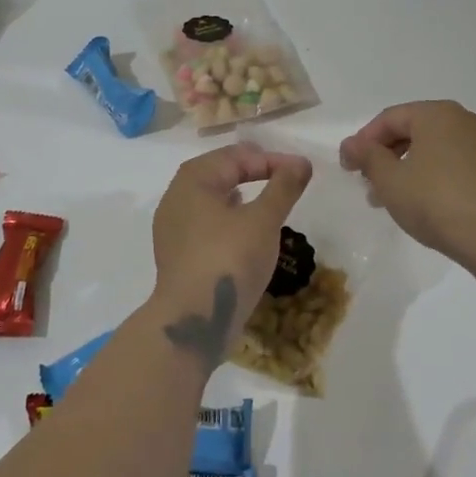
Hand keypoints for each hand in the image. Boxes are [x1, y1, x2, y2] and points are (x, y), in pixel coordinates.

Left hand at [151, 143, 312, 343]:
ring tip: (267, 201)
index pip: (236, 157)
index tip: (302, 170)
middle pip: (218, 173)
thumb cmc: (228, 260)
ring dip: (240, 195)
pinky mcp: (178, 254)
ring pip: (211, 199)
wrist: (193, 320)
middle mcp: (176, 198)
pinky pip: (206, 224)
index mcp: (192, 180)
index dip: (271, 160)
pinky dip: (229, 219)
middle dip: (253, 172)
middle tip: (284, 177)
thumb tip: (301, 162)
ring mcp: (173, 228)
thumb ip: (283, 187)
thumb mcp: (263, 220)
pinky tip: (246, 231)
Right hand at [340, 100, 475, 276]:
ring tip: (389, 200)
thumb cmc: (437, 201)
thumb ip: (367, 157)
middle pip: (412, 131)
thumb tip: (350, 144)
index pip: (389, 118)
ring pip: (431, 150)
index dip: (362, 141)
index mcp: (436, 114)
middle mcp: (462, 120)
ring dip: (405, 170)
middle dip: (384, 156)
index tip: (347, 169)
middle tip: (366, 184)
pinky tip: (421, 205)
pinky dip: (430, 178)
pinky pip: (451, 165)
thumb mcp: (391, 181)